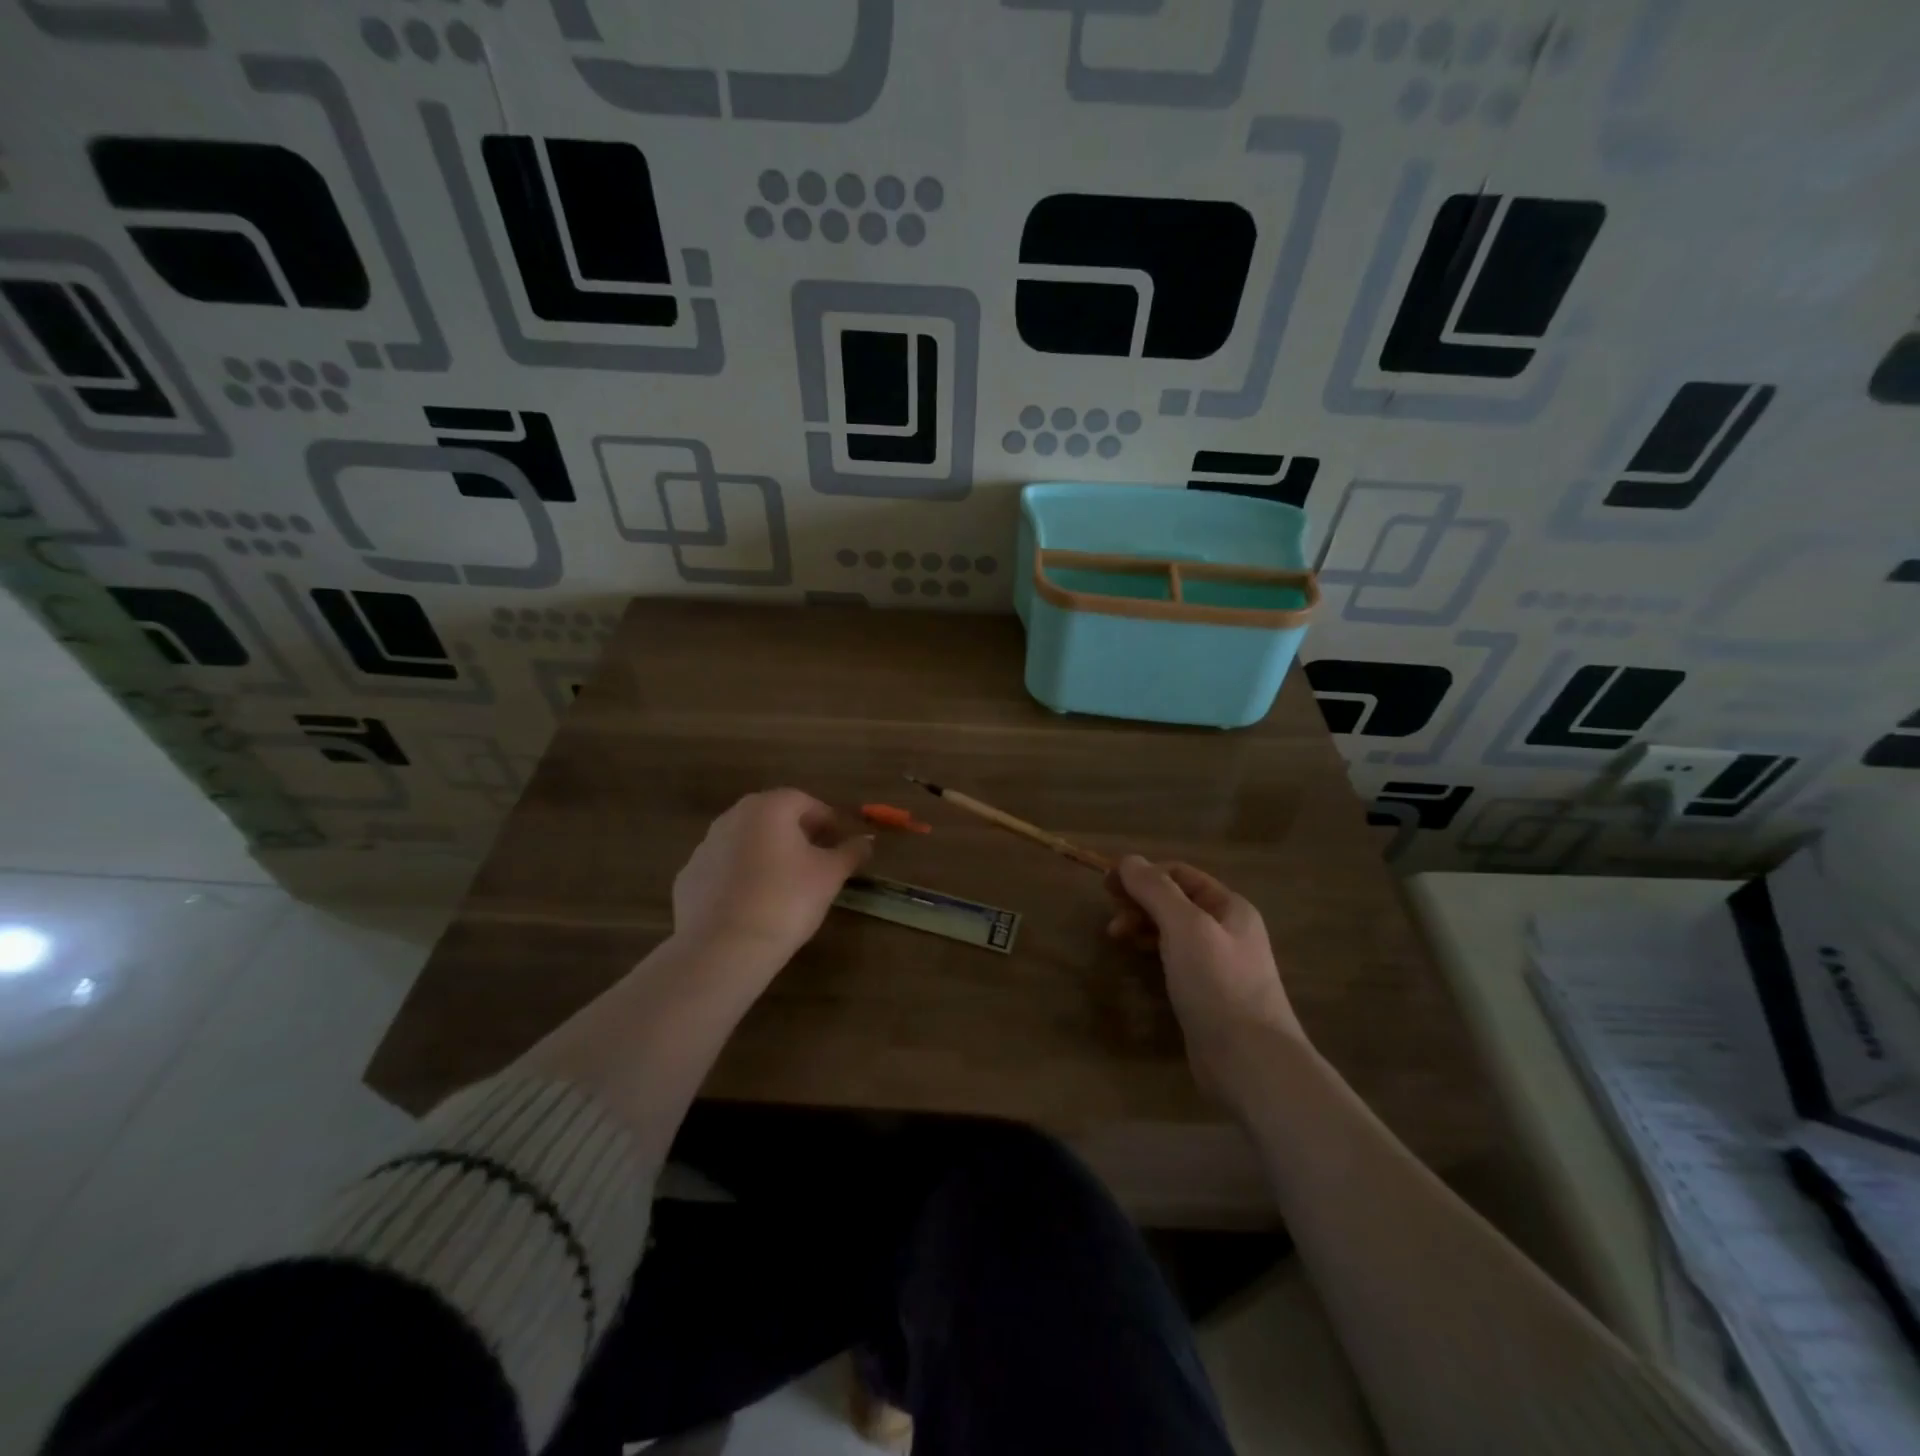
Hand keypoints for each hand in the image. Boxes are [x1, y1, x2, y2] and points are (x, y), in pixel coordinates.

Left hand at [671, 789, 871, 961]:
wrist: (723, 948)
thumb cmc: (786, 900)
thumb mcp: (829, 876)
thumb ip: (850, 852)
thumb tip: (866, 841)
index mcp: (768, 807)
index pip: (805, 802)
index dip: (828, 820)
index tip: (842, 842)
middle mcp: (732, 817)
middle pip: (773, 817)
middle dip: (798, 834)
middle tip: (818, 860)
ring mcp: (704, 847)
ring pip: (746, 842)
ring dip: (768, 854)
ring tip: (786, 885)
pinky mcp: (688, 878)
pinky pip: (724, 869)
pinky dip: (741, 878)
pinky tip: (754, 904)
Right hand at [1106, 856, 1306, 1094]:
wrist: (1250, 1060)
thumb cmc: (1218, 984)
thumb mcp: (1185, 927)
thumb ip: (1156, 890)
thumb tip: (1128, 860)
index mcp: (1230, 907)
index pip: (1180, 874)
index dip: (1143, 873)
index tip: (1106, 885)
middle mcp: (1227, 929)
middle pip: (1175, 900)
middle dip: (1140, 901)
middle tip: (1111, 918)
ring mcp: (1218, 963)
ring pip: (1172, 930)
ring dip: (1143, 925)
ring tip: (1116, 937)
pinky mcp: (1206, 992)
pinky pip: (1174, 958)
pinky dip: (1152, 950)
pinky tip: (1137, 959)